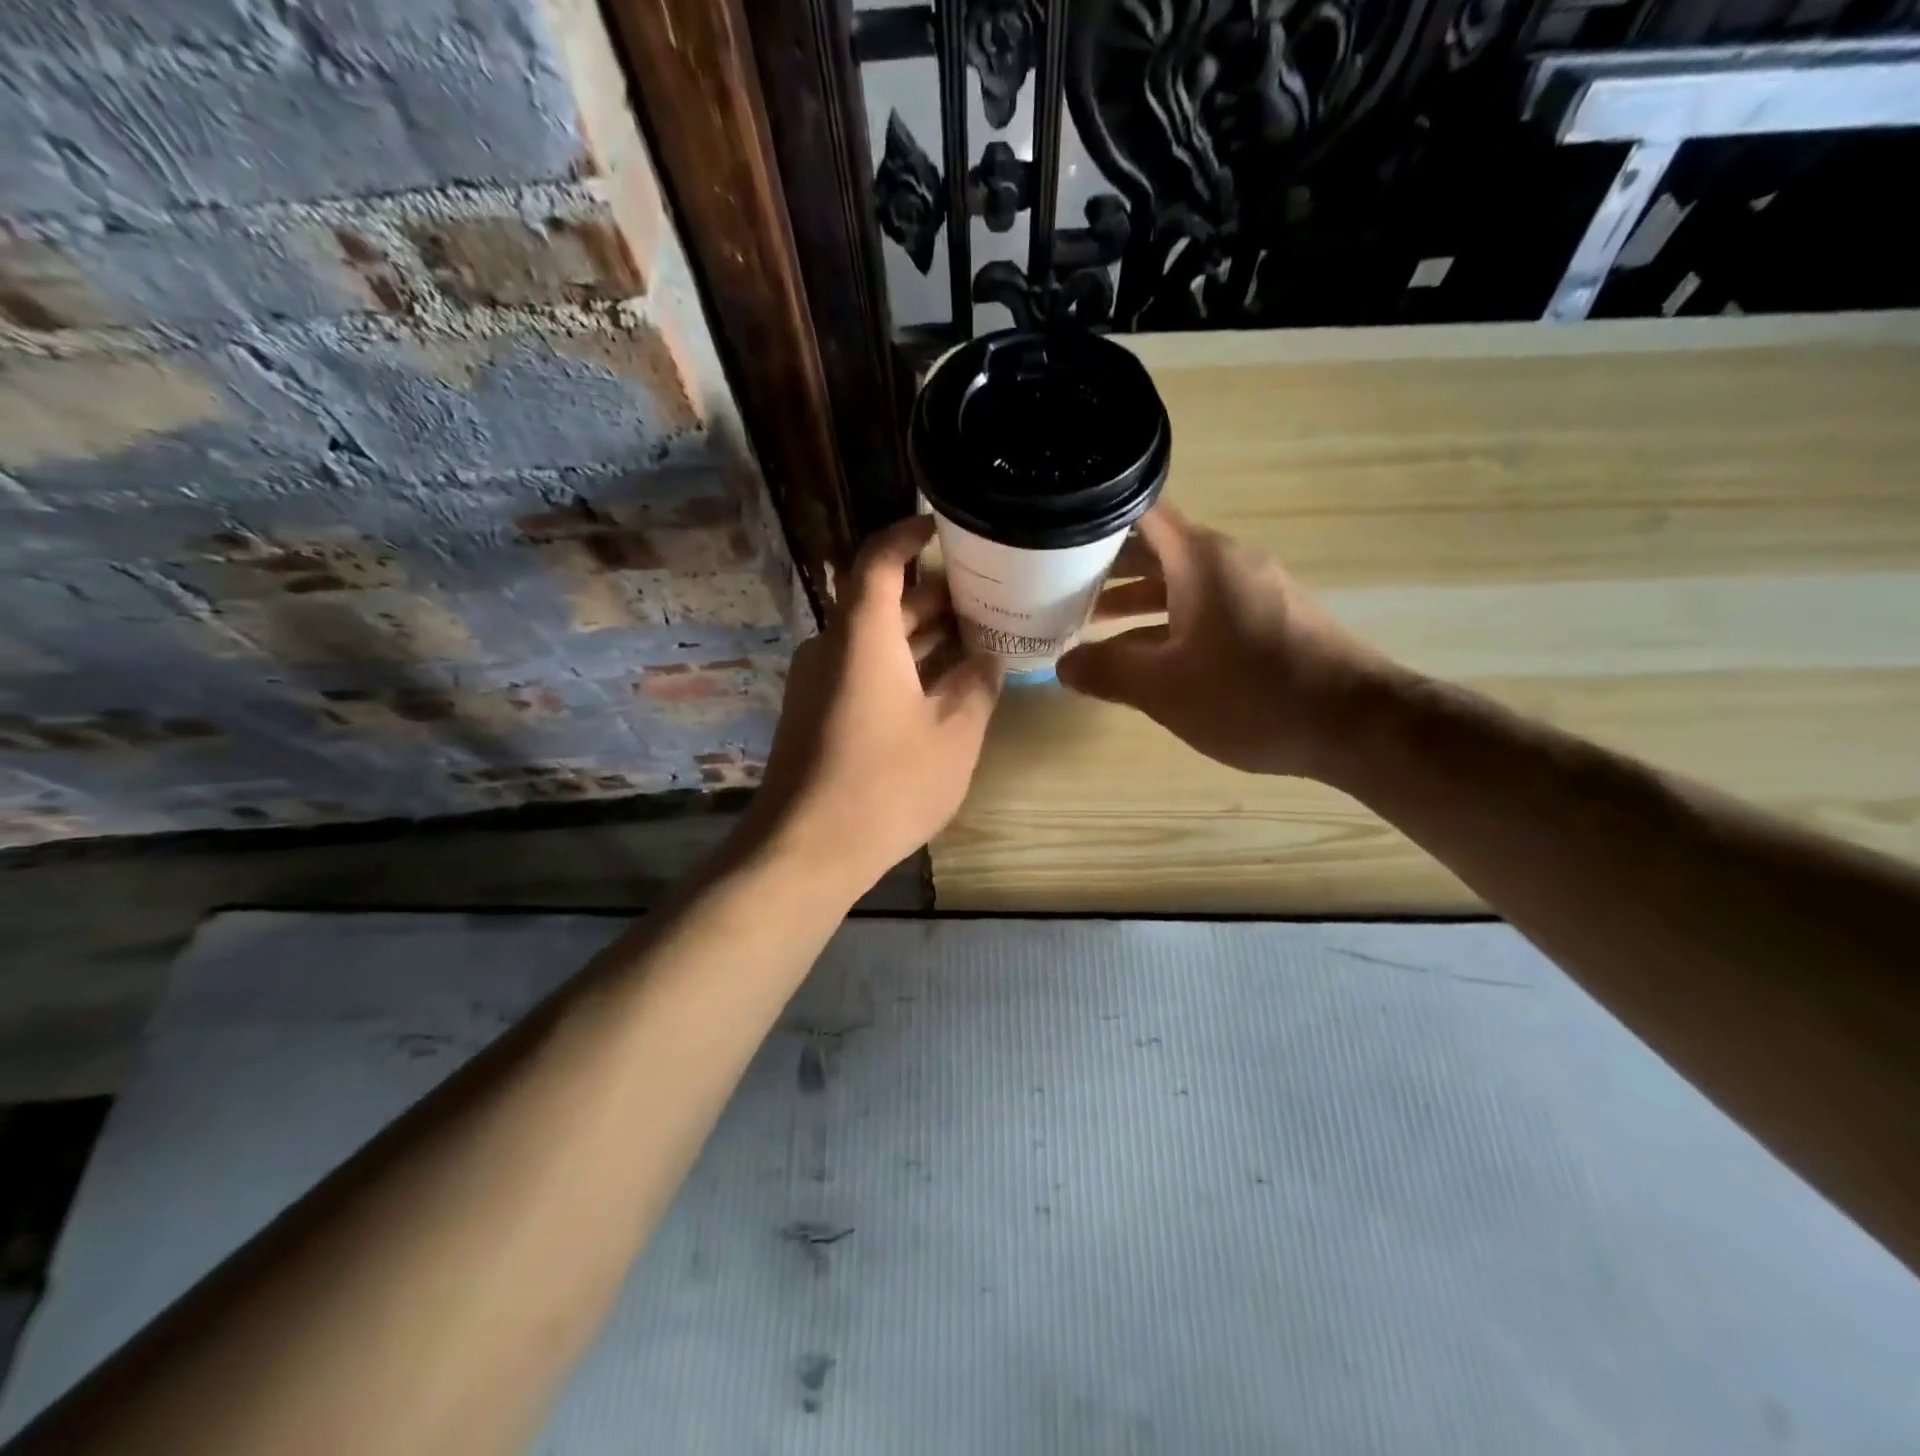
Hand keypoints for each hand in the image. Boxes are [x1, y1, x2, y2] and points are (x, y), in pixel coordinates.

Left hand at [745, 515, 1000, 892]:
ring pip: (875, 641)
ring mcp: (818, 683)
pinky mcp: (815, 715)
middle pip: (882, 601)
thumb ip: (977, 686)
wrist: (805, 850)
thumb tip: (988, 658)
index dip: (909, 535)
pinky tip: (940, 688)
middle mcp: (833, 647)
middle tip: (986, 595)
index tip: (944, 526)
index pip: (879, 560)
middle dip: (933, 594)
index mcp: (863, 636)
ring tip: (975, 637)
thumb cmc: (886, 785)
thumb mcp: (954, 734)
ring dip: (921, 636)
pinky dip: (901, 667)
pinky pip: (862, 672)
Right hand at [1057, 505, 1397, 779]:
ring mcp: (1253, 588)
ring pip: (1180, 581)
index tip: (1055, 533)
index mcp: (1200, 558)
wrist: (1356, 725)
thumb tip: (1064, 665)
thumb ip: (1108, 671)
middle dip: (1106, 565)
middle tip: (1055, 584)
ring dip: (1136, 599)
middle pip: (1156, 546)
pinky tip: (1146, 655)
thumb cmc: (1251, 695)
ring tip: (1089, 621)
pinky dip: (1169, 620)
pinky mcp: (1269, 618)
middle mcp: (1227, 560)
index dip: (1095, 516)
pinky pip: (1204, 606)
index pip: (1139, 511)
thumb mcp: (1164, 688)